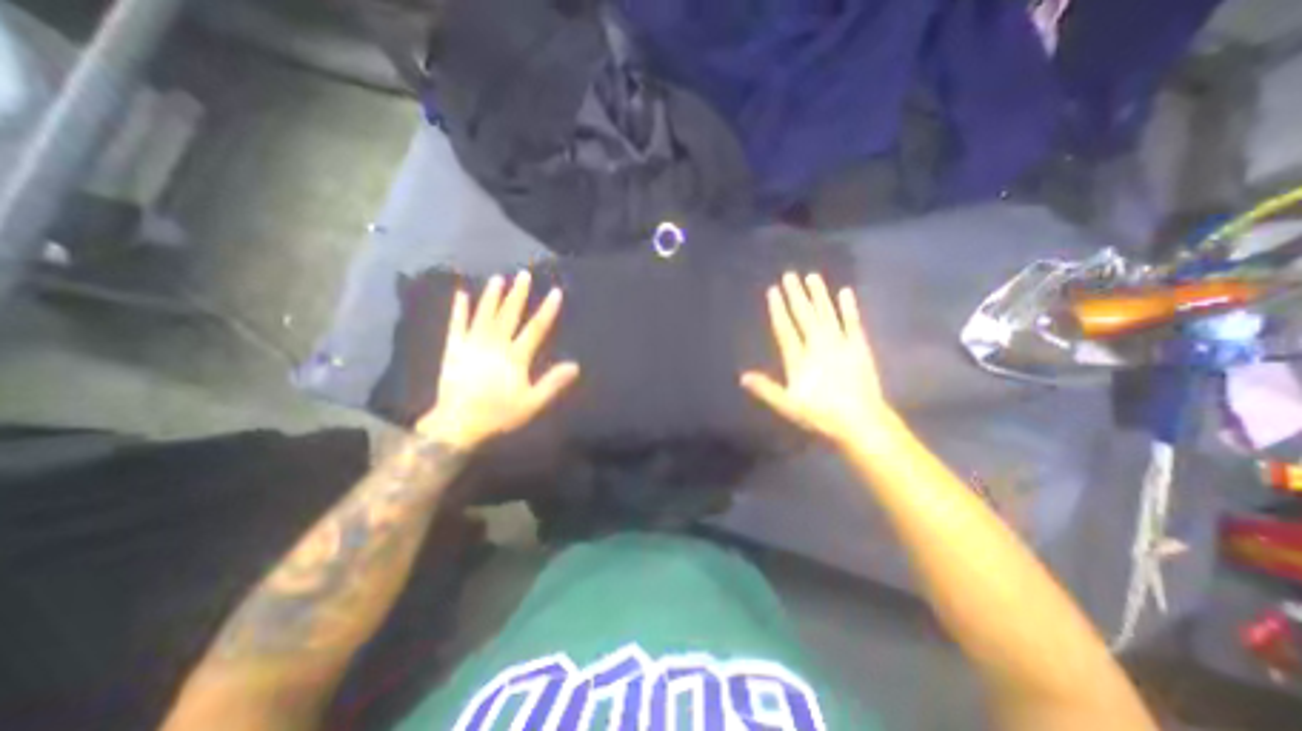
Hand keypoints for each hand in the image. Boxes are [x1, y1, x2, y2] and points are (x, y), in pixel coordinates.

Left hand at [416, 272, 577, 446]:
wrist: (457, 423)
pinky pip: (457, 325)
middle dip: (518, 294)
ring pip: (484, 315)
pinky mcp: (454, 349)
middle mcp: (495, 345)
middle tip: (523, 274)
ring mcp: (472, 344)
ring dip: (492, 296)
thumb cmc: (499, 413)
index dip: (547, 310)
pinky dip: (459, 310)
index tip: (555, 292)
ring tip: (498, 278)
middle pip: (509, 315)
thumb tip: (575, 365)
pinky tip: (461, 295)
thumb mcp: (532, 403)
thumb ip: (553, 383)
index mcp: (516, 357)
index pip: (536, 329)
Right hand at [744, 273, 895, 444]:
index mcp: (800, 359)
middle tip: (790, 274)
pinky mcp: (859, 347)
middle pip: (805, 316)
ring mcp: (841, 344)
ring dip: (819, 295)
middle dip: (796, 295)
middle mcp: (819, 345)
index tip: (773, 290)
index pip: (786, 329)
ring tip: (812, 276)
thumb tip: (742, 377)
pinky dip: (849, 308)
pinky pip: (853, 323)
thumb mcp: (789, 406)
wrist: (861, 422)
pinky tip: (845, 292)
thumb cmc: (822, 415)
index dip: (778, 309)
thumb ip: (766, 389)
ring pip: (827, 314)